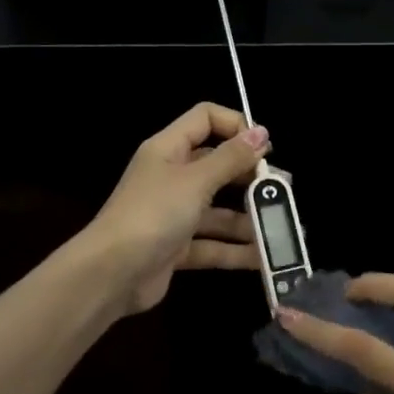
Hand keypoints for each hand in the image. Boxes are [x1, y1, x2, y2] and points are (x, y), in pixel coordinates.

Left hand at [91, 104, 267, 313]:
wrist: (110, 274)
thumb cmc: (152, 214)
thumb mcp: (195, 181)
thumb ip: (230, 158)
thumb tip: (261, 132)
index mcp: (168, 149)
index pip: (205, 119)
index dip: (236, 126)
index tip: (265, 147)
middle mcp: (171, 177)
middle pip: (217, 166)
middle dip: (251, 177)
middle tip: (283, 189)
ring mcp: (174, 214)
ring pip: (219, 210)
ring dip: (249, 218)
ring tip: (283, 226)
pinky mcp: (176, 248)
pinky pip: (213, 244)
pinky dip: (236, 250)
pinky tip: (265, 257)